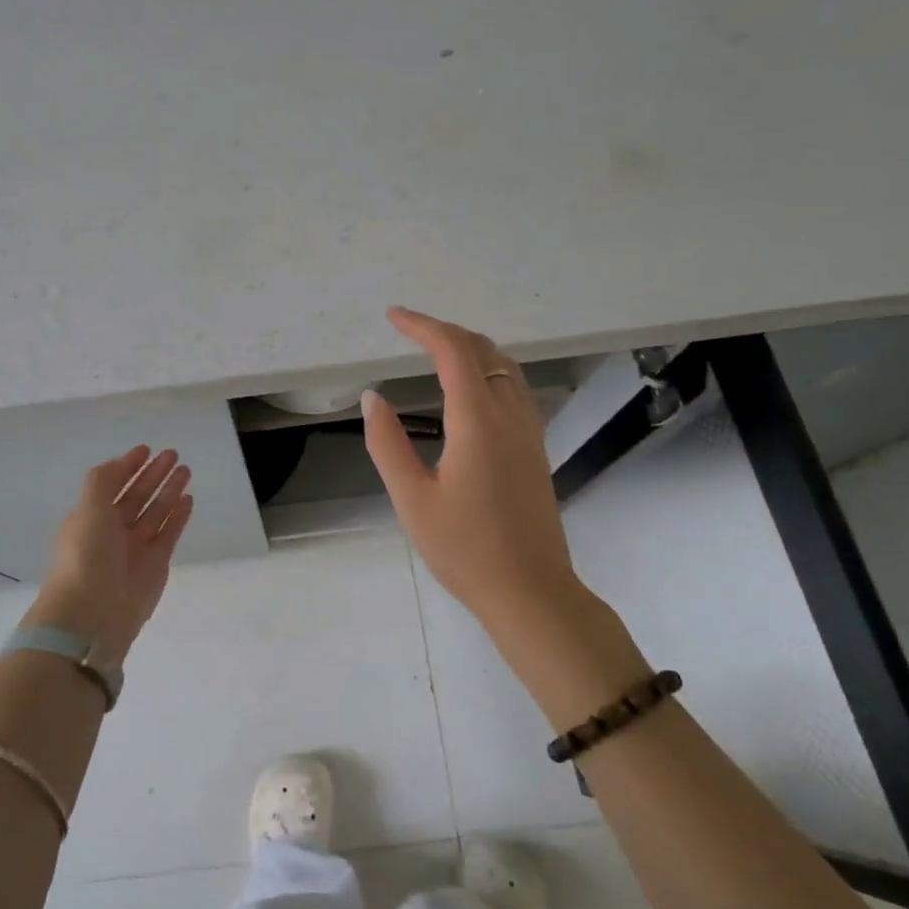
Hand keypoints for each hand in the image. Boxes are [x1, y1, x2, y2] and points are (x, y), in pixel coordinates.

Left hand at [31, 446, 193, 666]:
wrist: (94, 611)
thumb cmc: (86, 555)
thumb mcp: (88, 509)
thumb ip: (103, 481)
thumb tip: (120, 464)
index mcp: (91, 517)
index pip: (112, 484)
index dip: (128, 466)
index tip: (146, 449)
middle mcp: (113, 530)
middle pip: (137, 495)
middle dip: (153, 474)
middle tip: (173, 454)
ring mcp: (136, 547)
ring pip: (156, 511)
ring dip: (169, 490)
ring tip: (186, 470)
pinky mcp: (156, 563)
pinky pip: (169, 532)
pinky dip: (178, 515)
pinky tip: (188, 498)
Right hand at [363, 307, 646, 720]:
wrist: (530, 591)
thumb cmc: (464, 549)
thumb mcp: (411, 499)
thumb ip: (387, 443)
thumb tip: (373, 397)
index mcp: (478, 422)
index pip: (452, 352)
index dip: (422, 326)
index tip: (393, 316)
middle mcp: (510, 415)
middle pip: (483, 350)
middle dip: (445, 331)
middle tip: (409, 329)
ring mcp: (529, 431)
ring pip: (505, 366)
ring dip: (470, 347)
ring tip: (436, 348)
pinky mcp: (535, 448)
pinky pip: (515, 388)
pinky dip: (489, 368)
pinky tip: (471, 386)